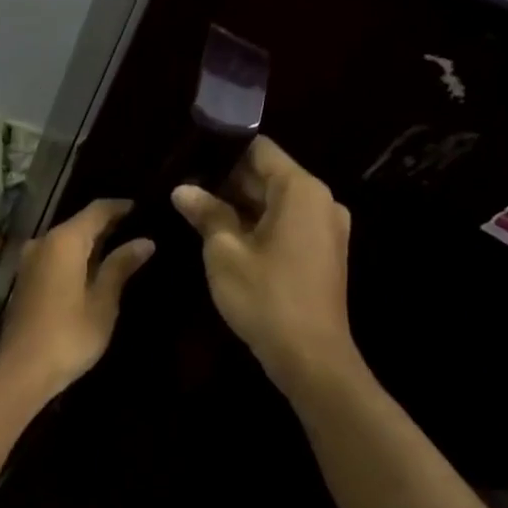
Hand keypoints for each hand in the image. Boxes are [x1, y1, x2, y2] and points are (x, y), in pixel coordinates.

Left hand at [0, 199, 154, 398]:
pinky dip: (75, 256)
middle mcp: (43, 242)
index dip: (120, 207)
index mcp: (64, 241)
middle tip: (138, 228)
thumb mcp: (103, 301)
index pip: (97, 210)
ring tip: (122, 246)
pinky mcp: (25, 279)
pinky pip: (55, 256)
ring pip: (65, 240)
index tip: (143, 208)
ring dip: (91, 242)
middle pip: (79, 223)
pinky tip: (94, 268)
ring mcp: (30, 260)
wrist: (22, 369)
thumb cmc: (69, 334)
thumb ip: (121, 266)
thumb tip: (144, 241)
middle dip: (107, 224)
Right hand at [171, 137, 364, 395]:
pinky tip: (223, 234)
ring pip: (275, 201)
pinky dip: (257, 223)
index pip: (259, 149)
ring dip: (239, 204)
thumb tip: (182, 189)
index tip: (189, 158)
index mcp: (301, 191)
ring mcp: (325, 228)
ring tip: (196, 209)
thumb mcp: (224, 252)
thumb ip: (206, 213)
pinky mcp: (322, 252)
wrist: (310, 357)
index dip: (222, 150)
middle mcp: (321, 201)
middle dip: (227, 180)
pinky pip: (286, 223)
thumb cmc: (265, 296)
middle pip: (268, 175)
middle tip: (184, 187)